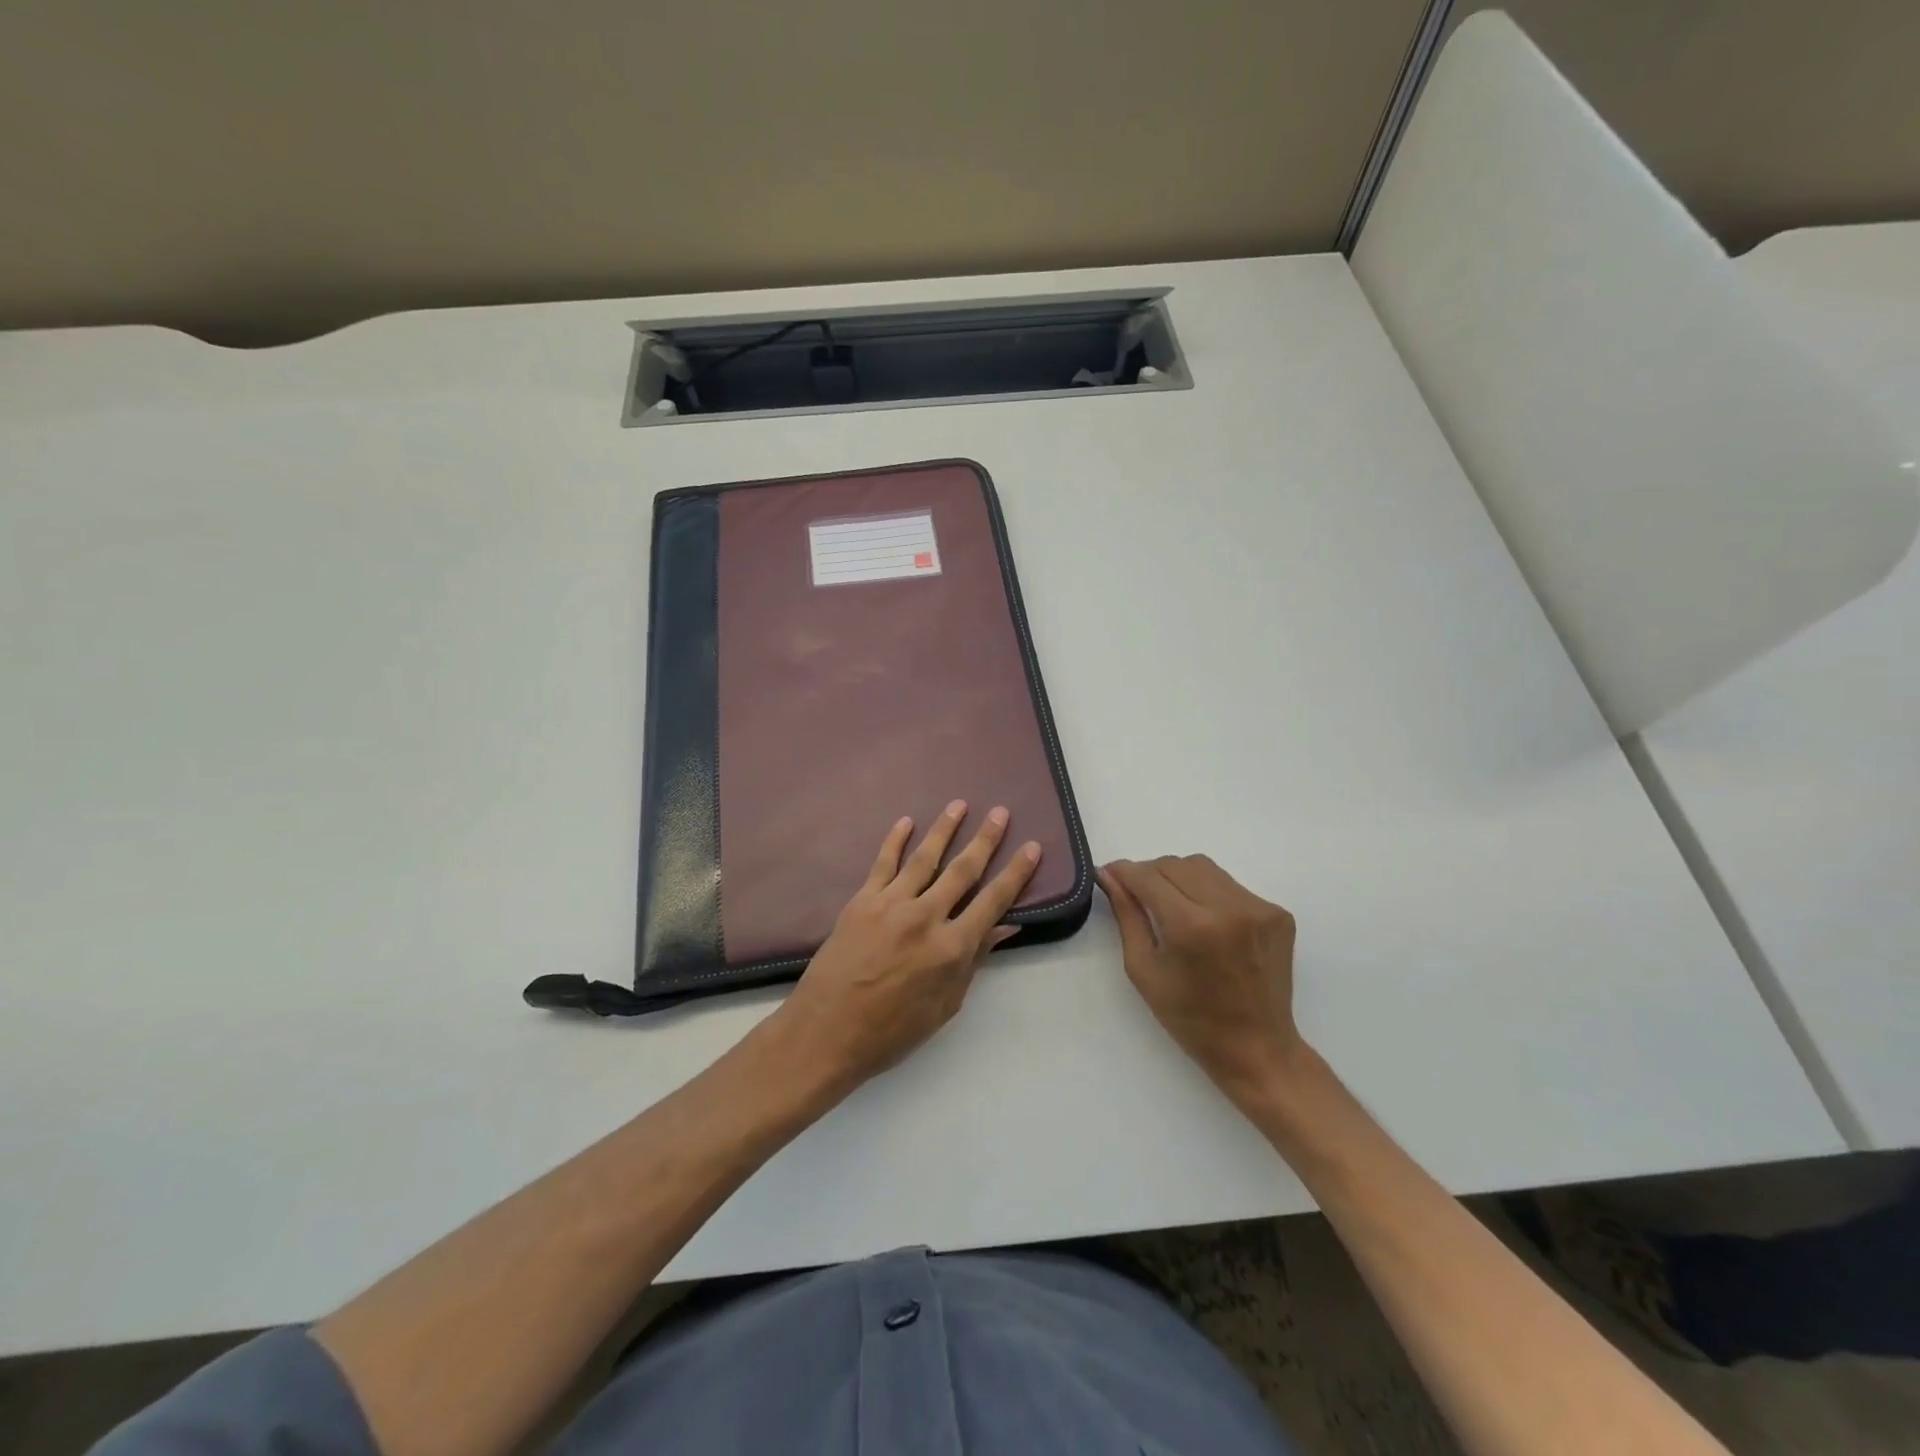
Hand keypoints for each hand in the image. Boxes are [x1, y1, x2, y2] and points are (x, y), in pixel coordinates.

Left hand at [777, 801, 1041, 1087]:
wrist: (826, 1032)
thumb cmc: (892, 1031)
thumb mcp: (945, 1005)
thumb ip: (974, 961)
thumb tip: (1004, 926)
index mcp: (952, 948)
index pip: (993, 901)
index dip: (1016, 873)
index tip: (1032, 847)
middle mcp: (926, 917)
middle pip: (963, 870)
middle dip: (985, 840)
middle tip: (1000, 812)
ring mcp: (891, 904)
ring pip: (925, 858)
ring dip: (944, 829)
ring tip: (960, 805)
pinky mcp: (862, 901)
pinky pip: (883, 863)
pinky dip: (895, 840)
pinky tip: (906, 821)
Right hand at [1097, 856, 1302, 1103]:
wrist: (1258, 1049)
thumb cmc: (1191, 1019)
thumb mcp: (1144, 969)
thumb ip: (1127, 916)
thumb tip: (1110, 876)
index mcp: (1192, 927)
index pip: (1149, 877)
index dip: (1125, 872)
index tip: (1109, 874)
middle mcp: (1229, 908)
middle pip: (1175, 864)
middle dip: (1150, 874)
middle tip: (1139, 896)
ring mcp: (1258, 908)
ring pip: (1203, 867)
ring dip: (1179, 878)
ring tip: (1173, 907)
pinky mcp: (1277, 913)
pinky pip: (1230, 885)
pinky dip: (1208, 892)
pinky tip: (1206, 921)